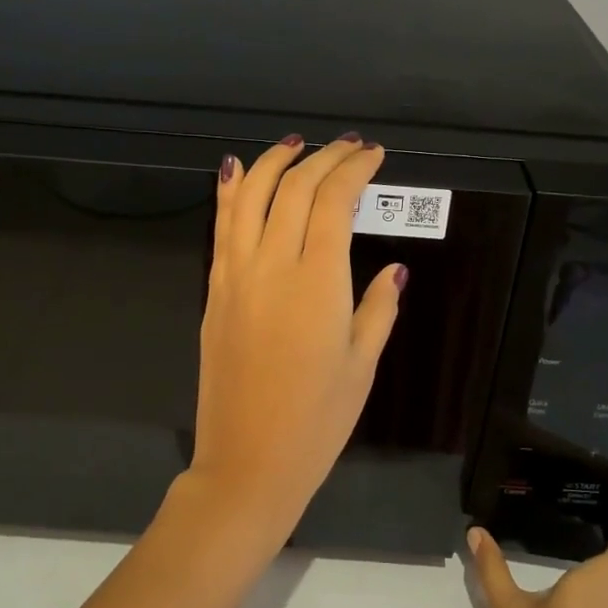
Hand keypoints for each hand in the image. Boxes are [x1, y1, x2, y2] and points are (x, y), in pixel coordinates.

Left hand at [185, 133, 405, 537]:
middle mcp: (271, 265)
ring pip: (250, 198)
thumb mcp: (362, 365)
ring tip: (295, 145)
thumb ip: (378, 308)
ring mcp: (235, 276)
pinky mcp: (214, 291)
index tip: (373, 157)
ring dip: (273, 162)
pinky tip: (238, 171)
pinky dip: (231, 192)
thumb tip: (394, 270)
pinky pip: (222, 227)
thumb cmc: (317, 420)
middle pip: (293, 189)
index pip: (333, 202)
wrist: (247, 462)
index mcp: (317, 281)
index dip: (354, 171)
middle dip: (323, 159)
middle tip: (347, 148)